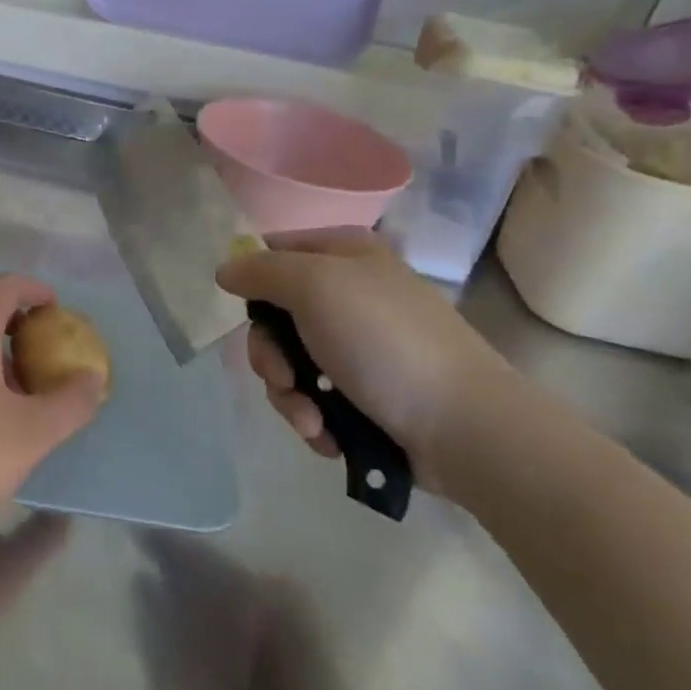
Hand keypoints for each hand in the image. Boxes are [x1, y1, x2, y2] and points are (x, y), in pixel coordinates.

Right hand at [217, 229, 515, 489]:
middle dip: (271, 357)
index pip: (273, 253)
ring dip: (290, 397)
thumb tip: (225, 270)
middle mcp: (350, 292)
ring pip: (291, 363)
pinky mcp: (367, 392)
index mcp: (344, 254)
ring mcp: (360, 345)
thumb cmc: (384, 342)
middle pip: (275, 316)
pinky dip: (314, 418)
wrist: (464, 426)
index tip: (252, 317)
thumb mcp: (315, 287)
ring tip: (313, 423)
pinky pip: (315, 397)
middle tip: (284, 380)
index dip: (253, 285)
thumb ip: (261, 271)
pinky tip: (328, 436)